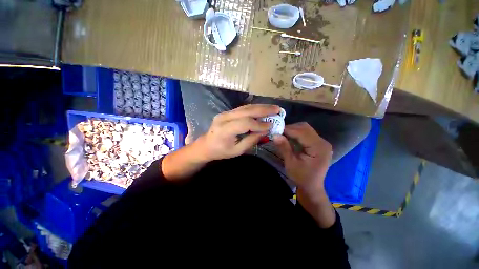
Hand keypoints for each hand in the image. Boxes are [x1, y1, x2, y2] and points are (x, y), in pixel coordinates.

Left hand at [198, 104, 280, 160]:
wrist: (206, 145)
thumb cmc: (220, 151)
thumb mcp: (237, 151)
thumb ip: (251, 140)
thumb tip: (265, 131)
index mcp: (224, 130)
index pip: (245, 123)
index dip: (259, 124)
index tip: (271, 126)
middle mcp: (224, 118)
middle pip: (246, 111)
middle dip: (263, 110)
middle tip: (278, 110)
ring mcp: (225, 113)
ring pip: (245, 107)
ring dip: (260, 107)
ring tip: (273, 108)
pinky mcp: (227, 112)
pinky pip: (243, 108)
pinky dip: (254, 109)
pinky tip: (263, 109)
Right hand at [273, 122, 332, 193]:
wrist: (312, 187)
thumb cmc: (301, 177)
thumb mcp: (290, 163)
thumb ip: (284, 147)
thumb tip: (275, 135)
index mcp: (319, 148)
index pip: (302, 132)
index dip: (288, 130)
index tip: (275, 130)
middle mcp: (323, 142)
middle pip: (305, 128)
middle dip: (290, 128)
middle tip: (278, 133)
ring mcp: (322, 142)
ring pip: (305, 129)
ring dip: (293, 130)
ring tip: (282, 135)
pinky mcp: (318, 144)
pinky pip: (306, 133)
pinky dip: (296, 133)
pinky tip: (289, 137)